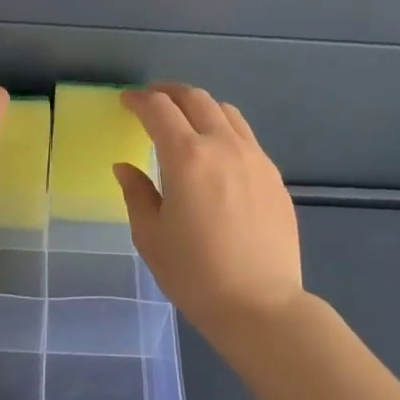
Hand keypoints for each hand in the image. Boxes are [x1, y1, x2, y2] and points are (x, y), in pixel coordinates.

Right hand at [115, 82, 304, 343]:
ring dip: (199, 106)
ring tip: (184, 120)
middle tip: (151, 100)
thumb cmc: (196, 274)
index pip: (158, 109)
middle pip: (195, 98)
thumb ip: (136, 193)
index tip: (125, 102)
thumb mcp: (151, 236)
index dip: (138, 100)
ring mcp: (255, 158)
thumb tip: (125, 167)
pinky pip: (245, 136)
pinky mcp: (273, 176)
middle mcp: (223, 145)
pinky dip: (223, 129)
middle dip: (168, 92)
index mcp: (187, 156)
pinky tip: (216, 153)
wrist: (262, 306)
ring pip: (226, 112)